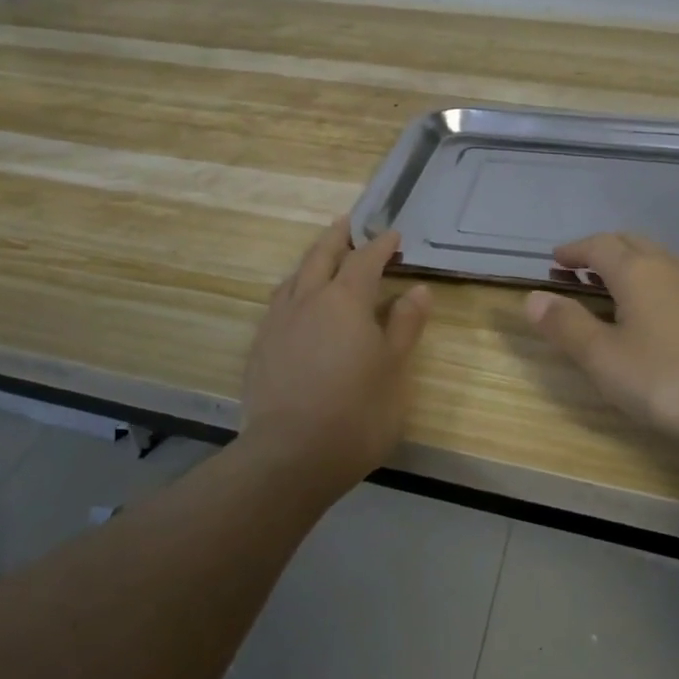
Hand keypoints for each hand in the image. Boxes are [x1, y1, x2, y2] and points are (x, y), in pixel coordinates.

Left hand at [239, 216, 431, 488]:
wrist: (291, 455)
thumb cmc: (357, 412)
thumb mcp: (394, 369)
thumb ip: (404, 325)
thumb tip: (417, 290)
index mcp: (345, 300)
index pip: (365, 259)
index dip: (380, 245)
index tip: (393, 235)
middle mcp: (307, 301)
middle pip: (321, 256)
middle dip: (338, 237)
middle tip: (349, 223)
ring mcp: (278, 323)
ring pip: (295, 277)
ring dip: (312, 261)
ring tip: (322, 258)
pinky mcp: (260, 347)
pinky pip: (279, 303)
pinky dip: (294, 290)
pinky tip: (297, 306)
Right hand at [525, 233, 678, 453]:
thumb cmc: (669, 381)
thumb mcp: (604, 359)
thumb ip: (567, 326)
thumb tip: (533, 297)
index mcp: (636, 272)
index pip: (598, 246)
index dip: (574, 251)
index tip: (555, 261)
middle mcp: (672, 267)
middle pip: (632, 244)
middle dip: (602, 252)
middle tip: (580, 271)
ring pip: (667, 257)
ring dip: (638, 262)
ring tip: (623, 280)